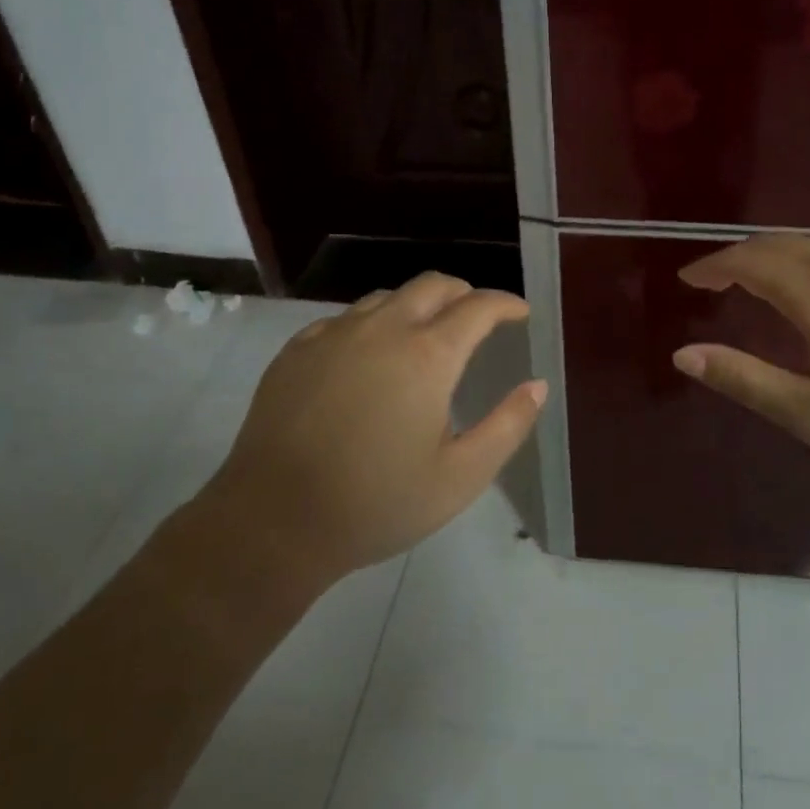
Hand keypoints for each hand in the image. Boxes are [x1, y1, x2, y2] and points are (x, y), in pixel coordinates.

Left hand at [199, 274, 546, 586]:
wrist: (272, 523)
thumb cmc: (376, 504)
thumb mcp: (460, 477)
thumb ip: (508, 425)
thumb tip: (537, 385)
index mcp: (427, 355)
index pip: (478, 307)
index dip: (505, 304)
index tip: (520, 313)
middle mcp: (383, 329)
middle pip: (433, 285)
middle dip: (464, 294)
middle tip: (477, 319)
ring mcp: (334, 334)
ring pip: (387, 297)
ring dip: (417, 306)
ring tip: (425, 336)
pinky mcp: (297, 350)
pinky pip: (345, 319)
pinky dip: (371, 324)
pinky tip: (368, 356)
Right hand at [672, 235, 809, 493]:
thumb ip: (744, 379)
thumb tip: (684, 353)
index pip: (750, 261)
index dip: (713, 266)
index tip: (687, 280)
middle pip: (780, 244)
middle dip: (738, 255)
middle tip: (711, 280)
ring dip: (772, 257)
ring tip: (749, 283)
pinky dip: (803, 264)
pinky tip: (808, 297)